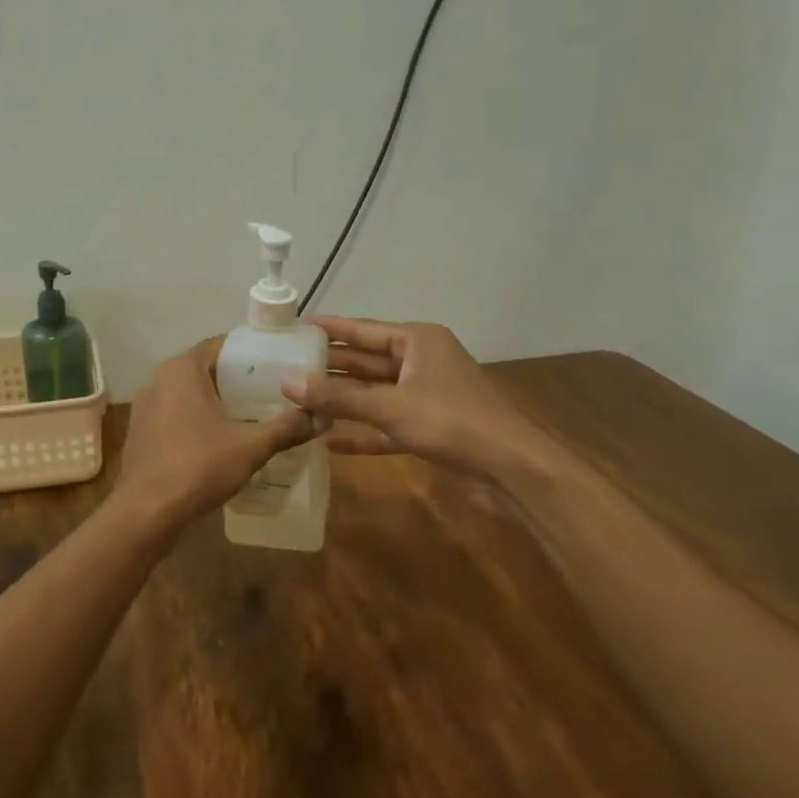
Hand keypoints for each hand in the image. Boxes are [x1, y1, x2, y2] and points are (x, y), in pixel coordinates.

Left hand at [113, 338, 321, 531]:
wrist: (145, 512)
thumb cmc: (197, 467)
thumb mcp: (250, 447)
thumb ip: (287, 428)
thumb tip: (323, 416)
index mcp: (182, 369)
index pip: (222, 344)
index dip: (252, 351)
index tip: (280, 361)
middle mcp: (159, 378)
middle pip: (206, 367)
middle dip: (238, 378)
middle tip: (274, 388)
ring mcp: (146, 405)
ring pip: (189, 392)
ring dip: (217, 399)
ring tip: (253, 412)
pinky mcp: (142, 431)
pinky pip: (176, 412)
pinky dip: (199, 417)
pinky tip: (222, 437)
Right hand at [280, 317, 552, 477]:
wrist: (513, 469)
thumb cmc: (452, 422)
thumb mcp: (390, 407)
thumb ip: (338, 397)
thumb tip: (287, 382)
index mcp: (417, 341)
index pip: (362, 329)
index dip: (328, 329)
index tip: (294, 327)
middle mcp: (421, 362)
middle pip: (366, 361)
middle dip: (329, 367)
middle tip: (285, 367)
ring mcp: (425, 396)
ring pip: (374, 393)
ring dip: (342, 401)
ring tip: (298, 401)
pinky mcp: (428, 428)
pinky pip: (386, 425)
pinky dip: (362, 432)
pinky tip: (330, 442)